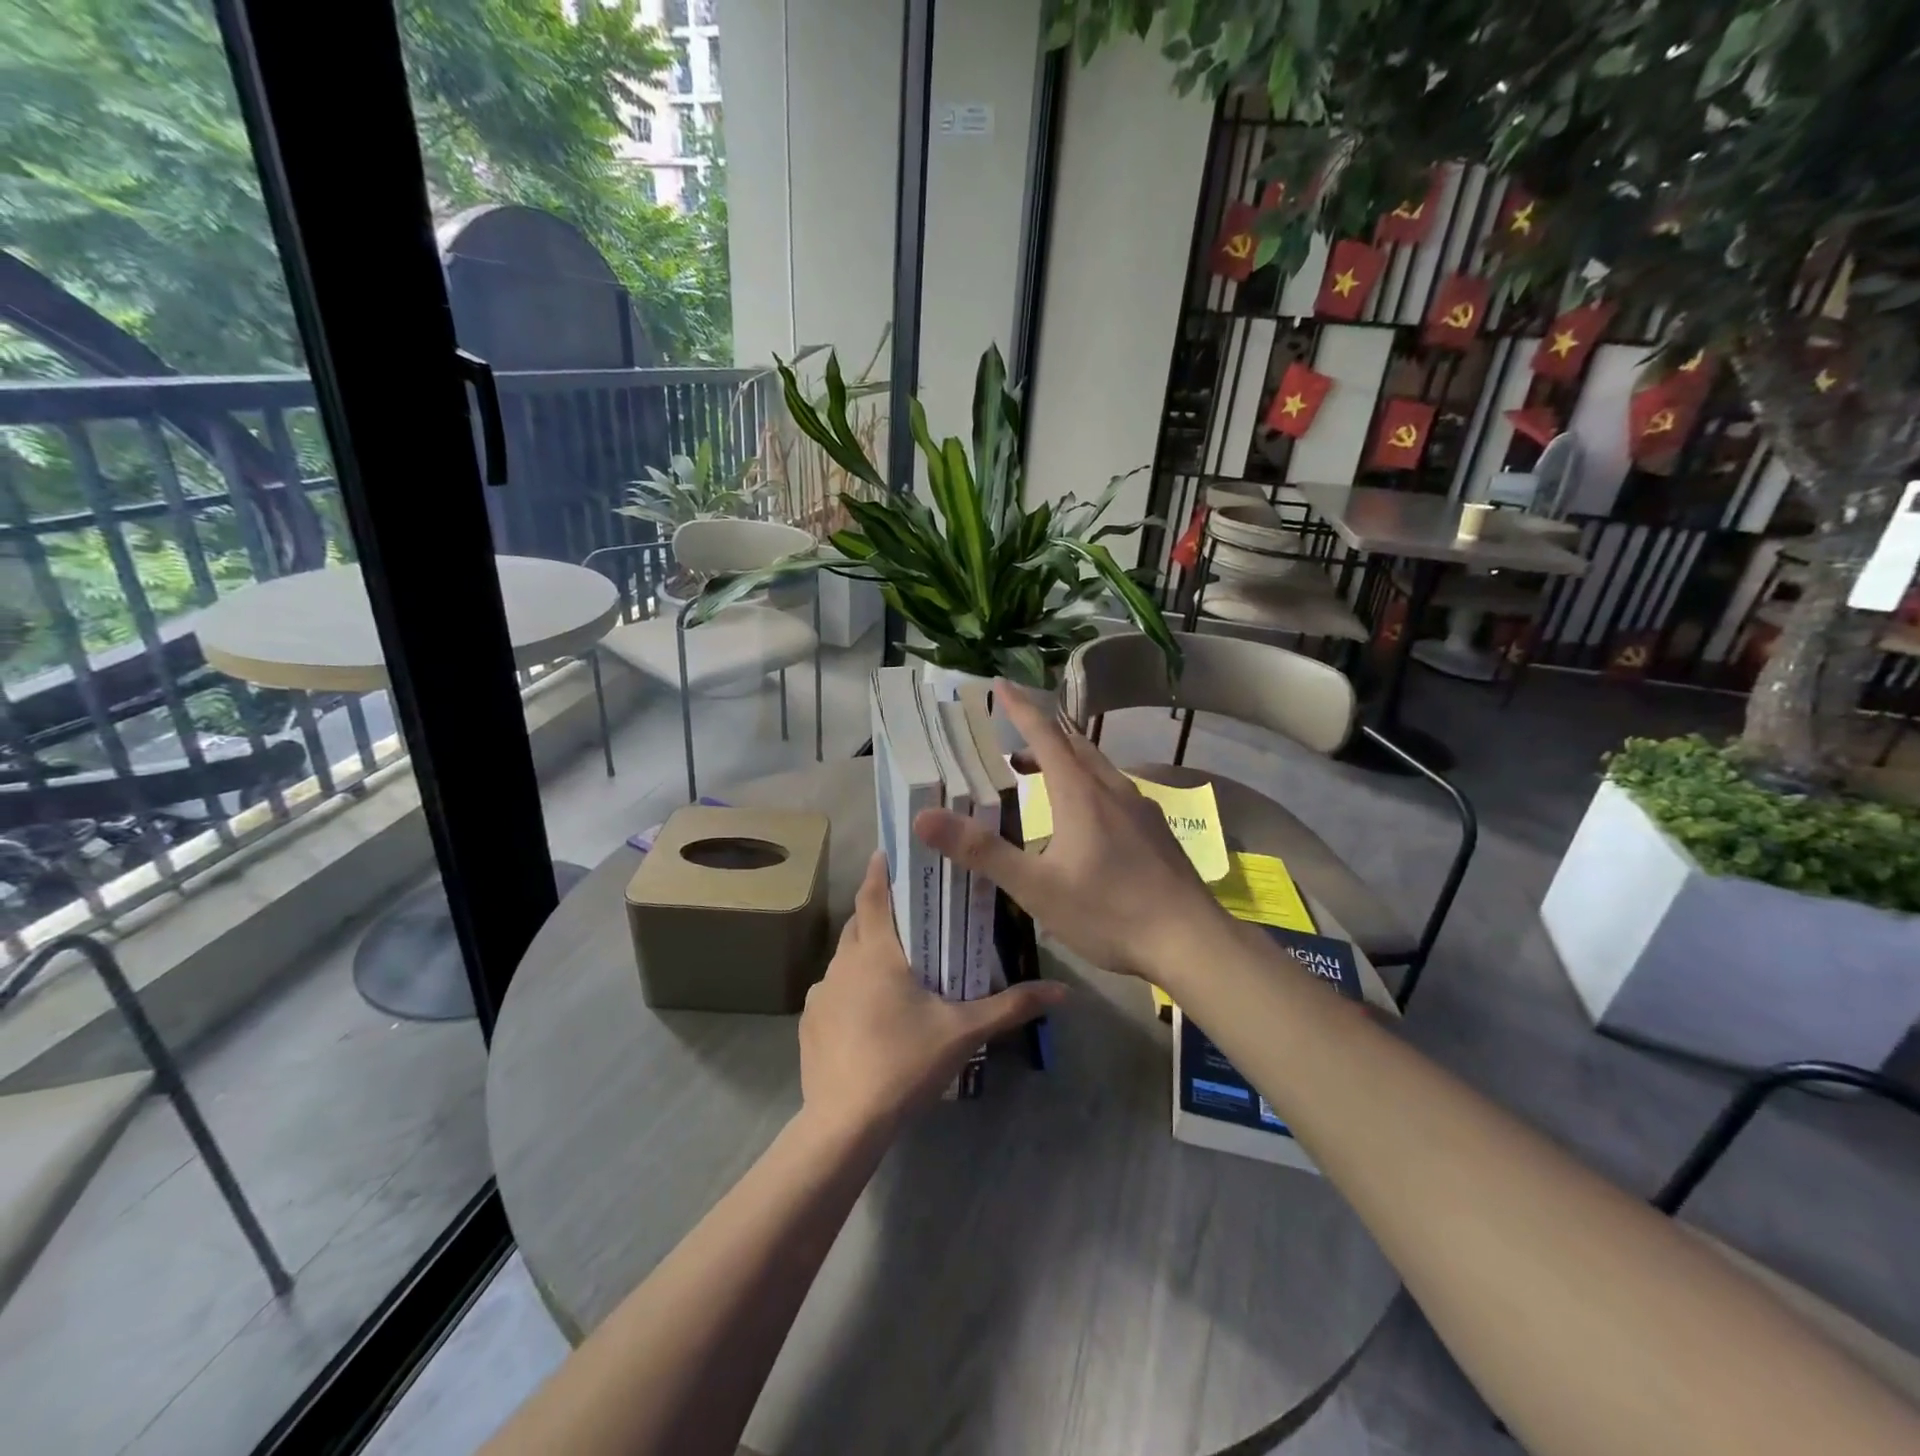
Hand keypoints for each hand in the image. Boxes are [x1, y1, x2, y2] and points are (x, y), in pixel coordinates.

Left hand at [798, 851, 1064, 1133]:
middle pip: (859, 923)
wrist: (845, 1123)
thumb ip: (1011, 1007)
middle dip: (879, 912)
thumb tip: (1063, 992)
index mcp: (877, 954)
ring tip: (893, 966)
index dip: (879, 870)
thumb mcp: (964, 1032)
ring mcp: (821, 993)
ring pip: (844, 957)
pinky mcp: (810, 1022)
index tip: (888, 852)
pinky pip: (833, 990)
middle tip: (908, 914)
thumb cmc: (906, 1063)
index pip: (873, 895)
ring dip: (865, 952)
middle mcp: (843, 963)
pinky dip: (850, 988)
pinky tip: (869, 1014)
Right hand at [913, 684, 1230, 981]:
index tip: (999, 684)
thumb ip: (981, 851)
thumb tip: (923, 818)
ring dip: (1065, 761)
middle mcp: (1112, 789)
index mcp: (1080, 793)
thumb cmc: (1108, 911)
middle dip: (1041, 736)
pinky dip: (1088, 785)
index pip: (1045, 734)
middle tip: (1012, 746)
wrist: (1190, 940)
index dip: (1020, 708)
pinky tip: (1086, 820)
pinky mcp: (1156, 830)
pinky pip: (1115, 790)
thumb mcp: (1035, 887)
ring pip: (1097, 768)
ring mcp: (1140, 808)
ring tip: (1040, 779)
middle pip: (1074, 745)